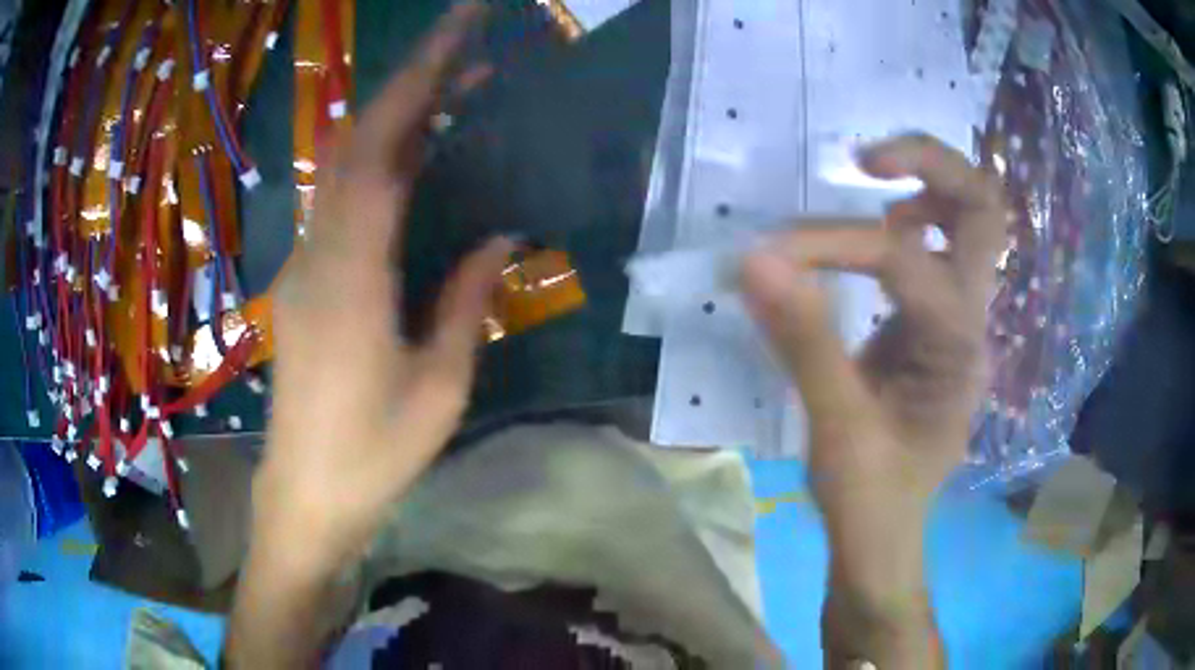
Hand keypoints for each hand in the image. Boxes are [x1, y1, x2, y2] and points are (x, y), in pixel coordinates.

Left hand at [252, 3, 509, 580]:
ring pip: (346, 165)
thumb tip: (501, 235)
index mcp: (351, 272)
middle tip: (471, 44)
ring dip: (399, 117)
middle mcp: (319, 251)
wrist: (306, 495)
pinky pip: (343, 200)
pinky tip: (419, 157)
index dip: (420, 80)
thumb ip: (465, 298)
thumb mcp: (440, 384)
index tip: (460, 32)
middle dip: (412, 80)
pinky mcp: (305, 280)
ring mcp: (305, 263)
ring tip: (460, 89)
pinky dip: (382, 161)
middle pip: (357, 140)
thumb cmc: (373, 454)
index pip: (382, 146)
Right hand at [742, 134, 1005, 603]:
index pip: (903, 260)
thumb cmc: (868, 497)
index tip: (770, 259)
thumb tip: (753, 260)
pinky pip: (944, 246)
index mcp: (957, 349)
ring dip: (927, 185)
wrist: (886, 535)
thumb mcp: (835, 427)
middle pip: (985, 210)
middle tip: (868, 159)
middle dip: (931, 165)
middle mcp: (974, 322)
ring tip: (872, 183)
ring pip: (974, 219)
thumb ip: (804, 341)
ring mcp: (963, 321)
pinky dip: (912, 219)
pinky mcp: (942, 326)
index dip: (833, 245)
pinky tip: (874, 236)